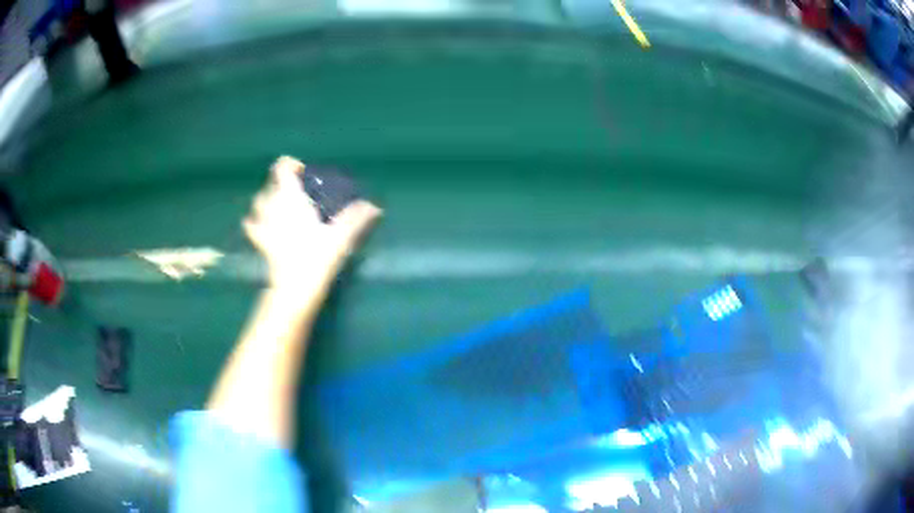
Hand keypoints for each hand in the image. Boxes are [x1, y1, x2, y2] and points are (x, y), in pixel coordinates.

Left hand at [243, 156, 380, 290]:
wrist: (294, 287)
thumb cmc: (316, 256)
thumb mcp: (340, 236)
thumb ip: (356, 218)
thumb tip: (375, 206)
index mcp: (290, 197)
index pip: (282, 167)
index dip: (291, 165)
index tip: (305, 173)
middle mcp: (272, 205)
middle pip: (269, 184)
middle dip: (280, 183)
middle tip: (296, 191)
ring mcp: (262, 224)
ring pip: (258, 202)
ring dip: (266, 199)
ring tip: (279, 204)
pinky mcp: (259, 242)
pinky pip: (251, 225)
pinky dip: (255, 221)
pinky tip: (263, 226)